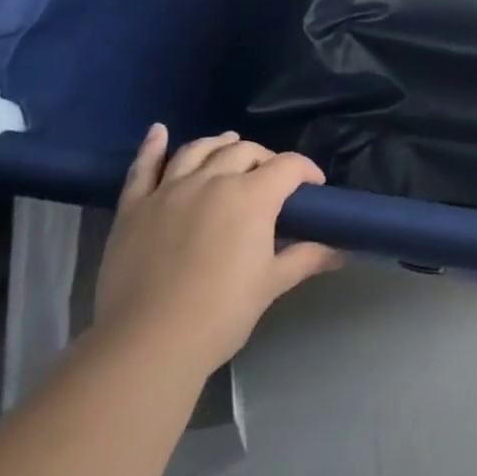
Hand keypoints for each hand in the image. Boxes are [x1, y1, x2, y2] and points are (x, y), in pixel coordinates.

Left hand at [93, 127, 343, 374]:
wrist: (147, 343)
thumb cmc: (220, 313)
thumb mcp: (271, 284)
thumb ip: (306, 258)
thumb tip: (341, 250)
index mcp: (251, 196)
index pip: (288, 166)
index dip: (306, 171)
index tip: (314, 187)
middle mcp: (212, 180)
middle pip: (245, 151)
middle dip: (264, 158)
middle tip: (271, 179)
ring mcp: (169, 190)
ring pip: (199, 150)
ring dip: (219, 144)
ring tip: (229, 144)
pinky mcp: (135, 207)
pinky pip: (143, 168)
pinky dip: (153, 147)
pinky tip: (159, 132)